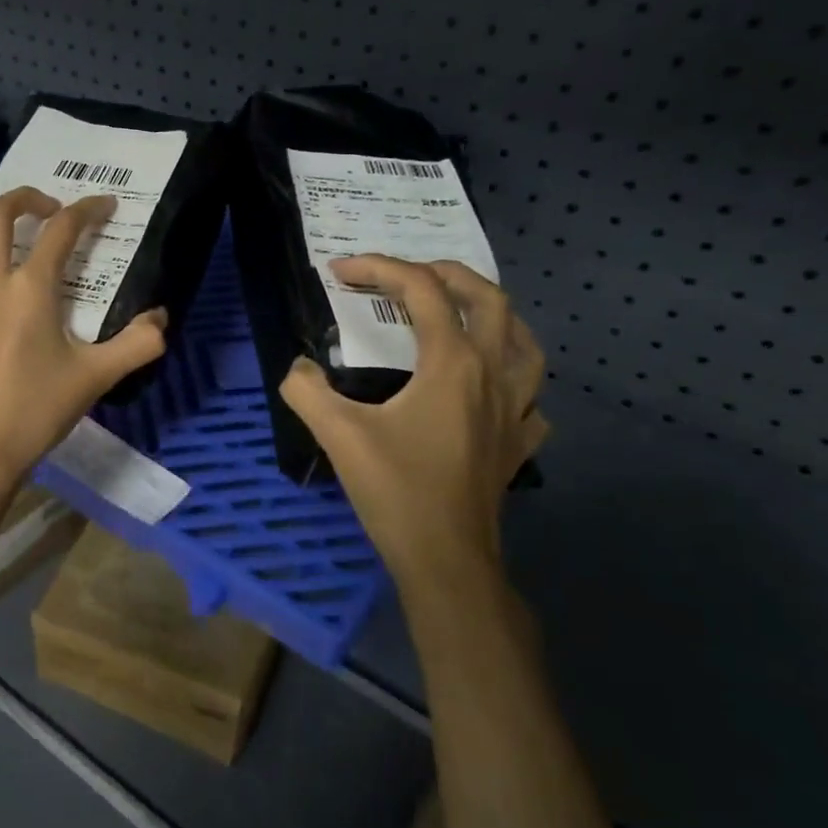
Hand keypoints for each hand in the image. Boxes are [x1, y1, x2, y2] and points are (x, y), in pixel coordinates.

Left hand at [0, 187, 167, 489]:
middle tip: (48, 207)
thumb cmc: (36, 411)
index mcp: (30, 289)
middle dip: (24, 198)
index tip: (105, 205)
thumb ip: (137, 345)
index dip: (87, 209)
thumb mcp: (96, 378)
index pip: (61, 230)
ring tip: (4, 250)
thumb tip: (161, 320)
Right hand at [281, 256, 547, 598]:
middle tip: (407, 276)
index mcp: (453, 363)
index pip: (422, 291)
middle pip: (489, 299)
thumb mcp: (338, 435)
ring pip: (524, 342)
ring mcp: (515, 410)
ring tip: (462, 316)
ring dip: (493, 316)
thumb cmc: (396, 490)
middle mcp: (493, 374)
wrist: (445, 558)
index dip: (380, 268)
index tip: (341, 271)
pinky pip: (529, 397)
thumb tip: (297, 368)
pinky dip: (511, 380)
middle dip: (446, 274)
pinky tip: (491, 391)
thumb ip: (307, 390)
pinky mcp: (518, 444)